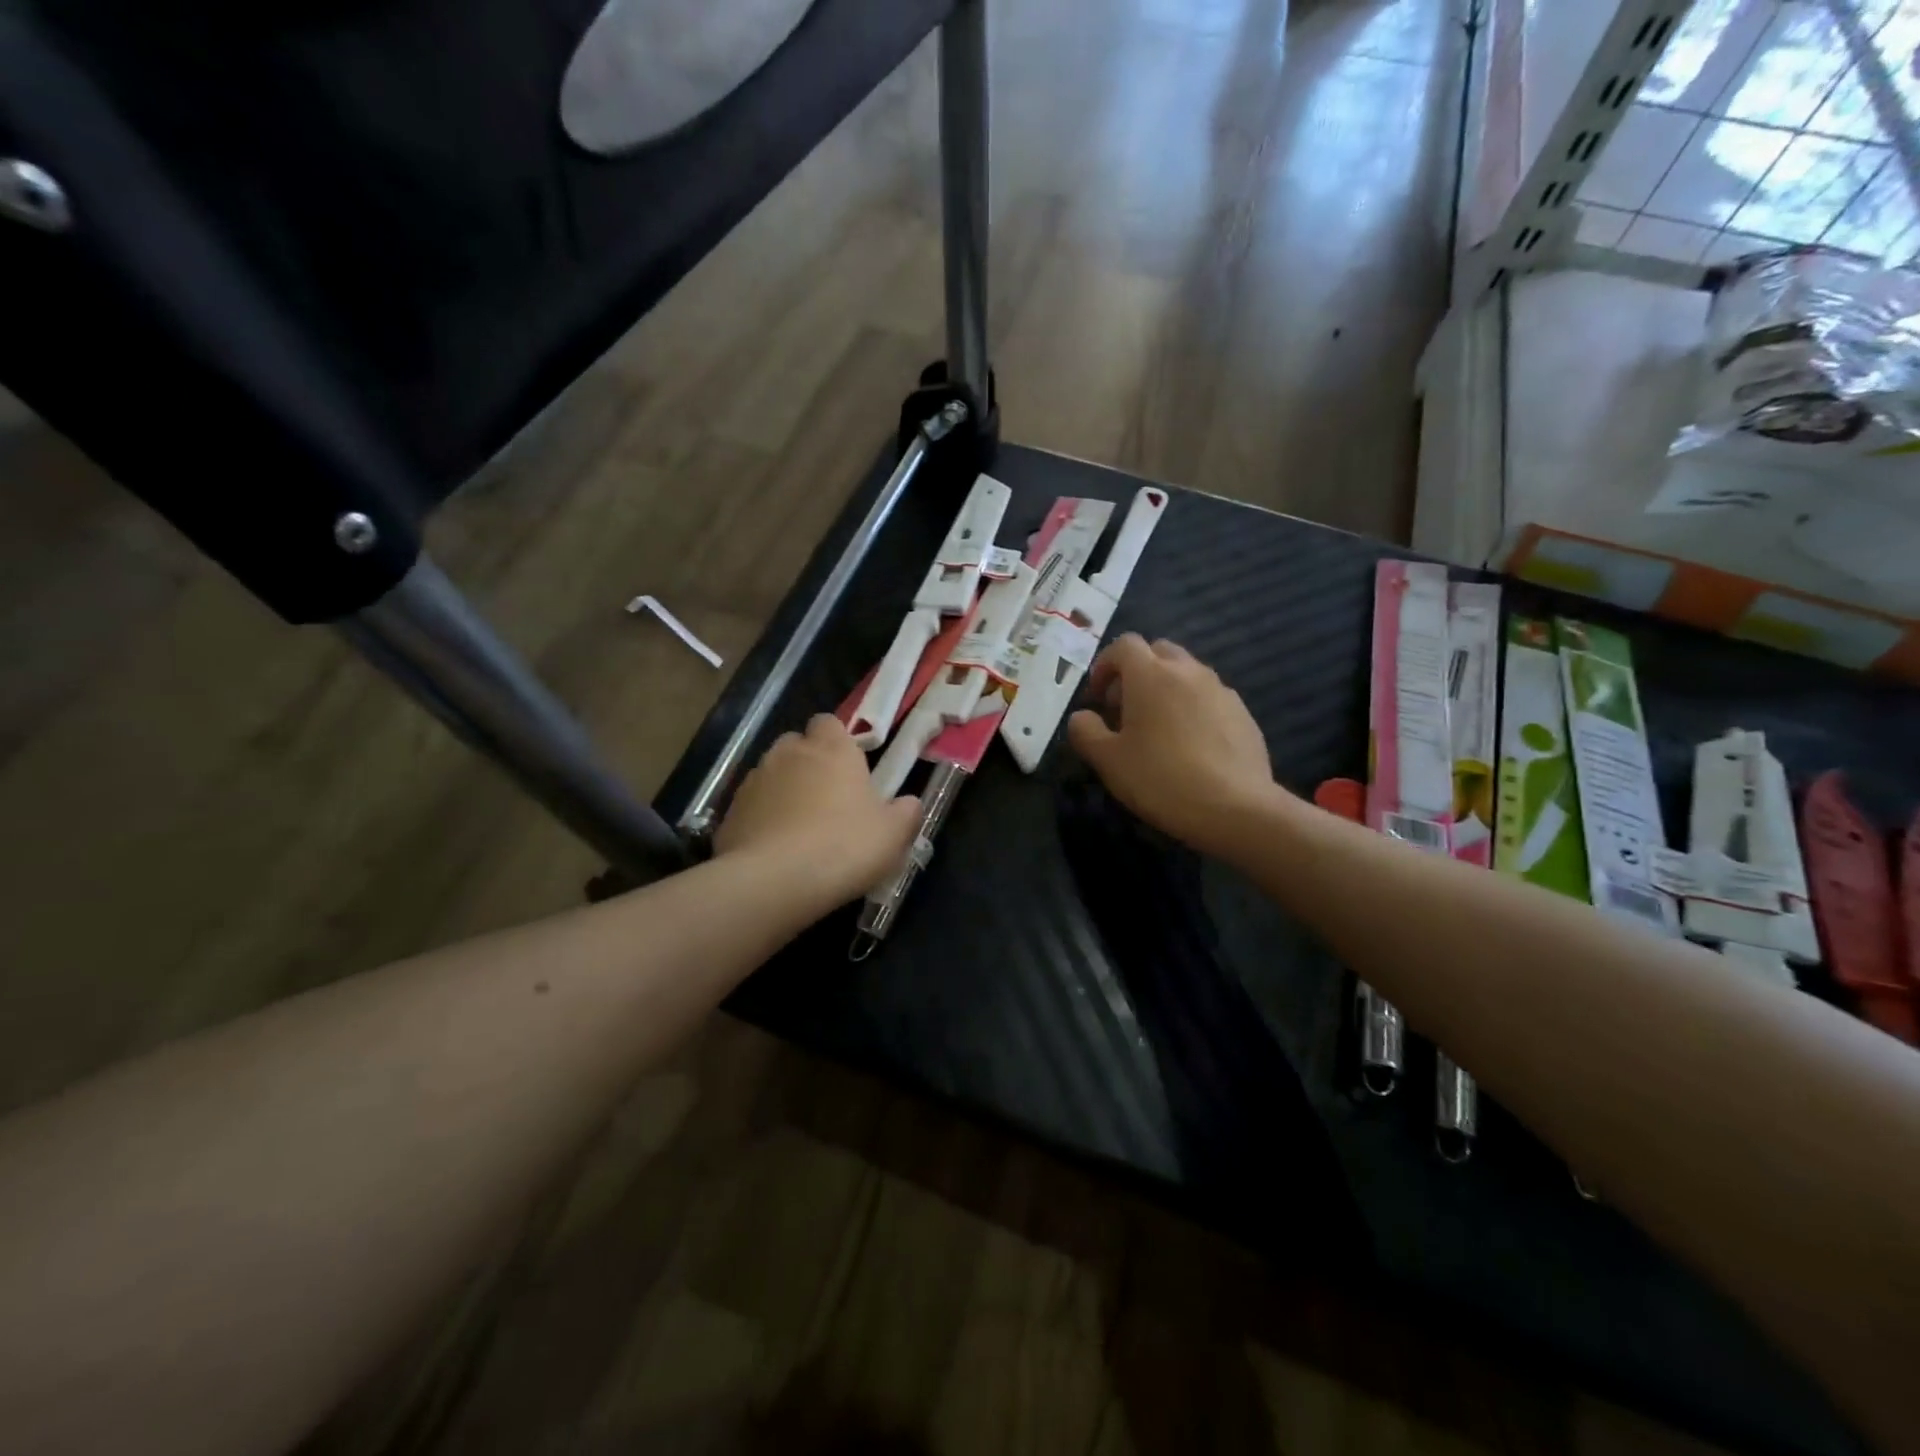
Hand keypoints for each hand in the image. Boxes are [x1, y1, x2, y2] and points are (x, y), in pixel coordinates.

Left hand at [715, 714, 921, 904]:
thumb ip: (906, 813)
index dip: (838, 740)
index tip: (850, 767)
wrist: (773, 881)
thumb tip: (909, 803)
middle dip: (809, 762)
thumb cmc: (844, 847)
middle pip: (797, 744)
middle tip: (827, 798)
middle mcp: (790, 754)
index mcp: (832, 750)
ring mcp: (755, 780)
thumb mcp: (893, 835)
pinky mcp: (730, 810)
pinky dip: (762, 817)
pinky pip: (752, 805)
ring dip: (784, 789)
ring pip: (772, 773)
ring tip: (799, 826)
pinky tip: (774, 847)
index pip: (830, 722)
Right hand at [1067, 635, 1281, 855]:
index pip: (1124, 645)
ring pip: (1187, 673)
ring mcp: (1221, 690)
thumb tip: (1082, 717)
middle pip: (1158, 651)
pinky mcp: (1243, 713)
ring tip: (1159, 728)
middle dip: (1138, 671)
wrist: (1235, 808)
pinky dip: (1193, 708)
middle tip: (1126, 708)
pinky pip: (1210, 697)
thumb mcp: (1108, 760)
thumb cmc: (1161, 779)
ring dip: (1167, 688)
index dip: (1105, 665)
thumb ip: (1085, 731)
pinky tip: (1191, 745)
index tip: (1097, 697)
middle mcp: (1188, 671)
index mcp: (1151, 675)